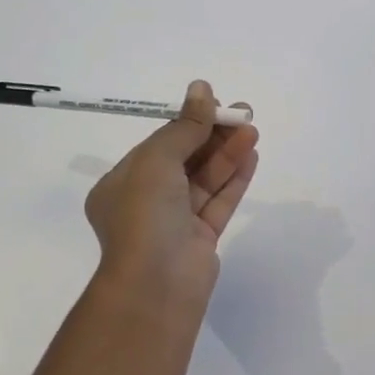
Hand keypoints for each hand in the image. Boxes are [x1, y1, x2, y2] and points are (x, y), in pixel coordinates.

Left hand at [85, 81, 258, 302]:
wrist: (156, 286)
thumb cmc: (145, 215)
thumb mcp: (158, 160)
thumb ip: (185, 126)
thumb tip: (201, 88)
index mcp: (122, 184)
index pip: (160, 144)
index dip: (189, 122)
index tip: (216, 103)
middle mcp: (146, 201)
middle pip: (185, 159)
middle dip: (214, 135)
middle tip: (244, 113)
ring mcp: (174, 222)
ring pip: (205, 179)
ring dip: (228, 153)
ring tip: (253, 130)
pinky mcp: (200, 239)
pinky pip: (218, 201)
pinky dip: (234, 178)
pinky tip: (251, 155)